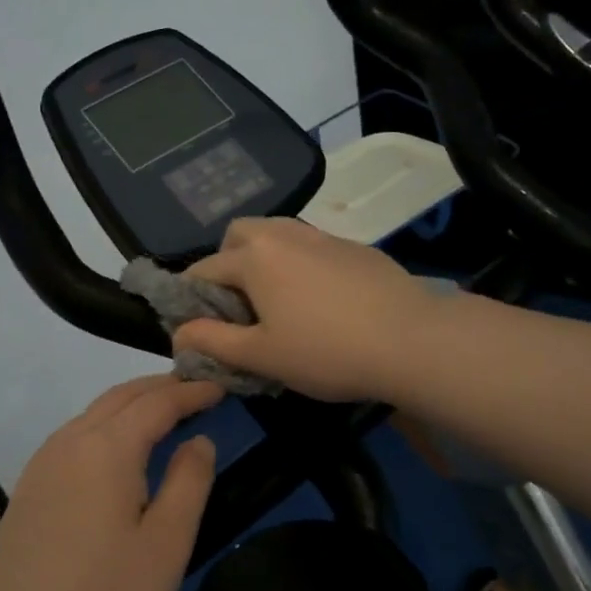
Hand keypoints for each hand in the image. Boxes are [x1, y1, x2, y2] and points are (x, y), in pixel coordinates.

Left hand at [0, 375, 223, 590]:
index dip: (190, 392)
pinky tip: (113, 453)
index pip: (156, 403)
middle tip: (194, 390)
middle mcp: (67, 445)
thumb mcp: (167, 544)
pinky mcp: (26, 495)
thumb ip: (189, 482)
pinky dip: (102, 428)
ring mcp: (39, 469)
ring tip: (160, 415)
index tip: (220, 388)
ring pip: (90, 416)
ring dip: (128, 406)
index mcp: (105, 449)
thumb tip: (198, 440)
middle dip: (159, 388)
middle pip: (118, 399)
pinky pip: (70, 440)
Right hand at [173, 218, 444, 401]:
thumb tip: (178, 334)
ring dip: (263, 259)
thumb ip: (213, 341)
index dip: (191, 300)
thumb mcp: (261, 356)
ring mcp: (322, 236)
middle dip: (226, 263)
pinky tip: (319, 299)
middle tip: (239, 307)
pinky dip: (298, 263)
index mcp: (254, 257)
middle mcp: (283, 234)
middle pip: (238, 234)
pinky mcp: (353, 246)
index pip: (203, 270)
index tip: (197, 327)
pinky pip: (310, 245)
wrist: (412, 340)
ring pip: (276, 234)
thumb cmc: (326, 352)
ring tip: (277, 301)